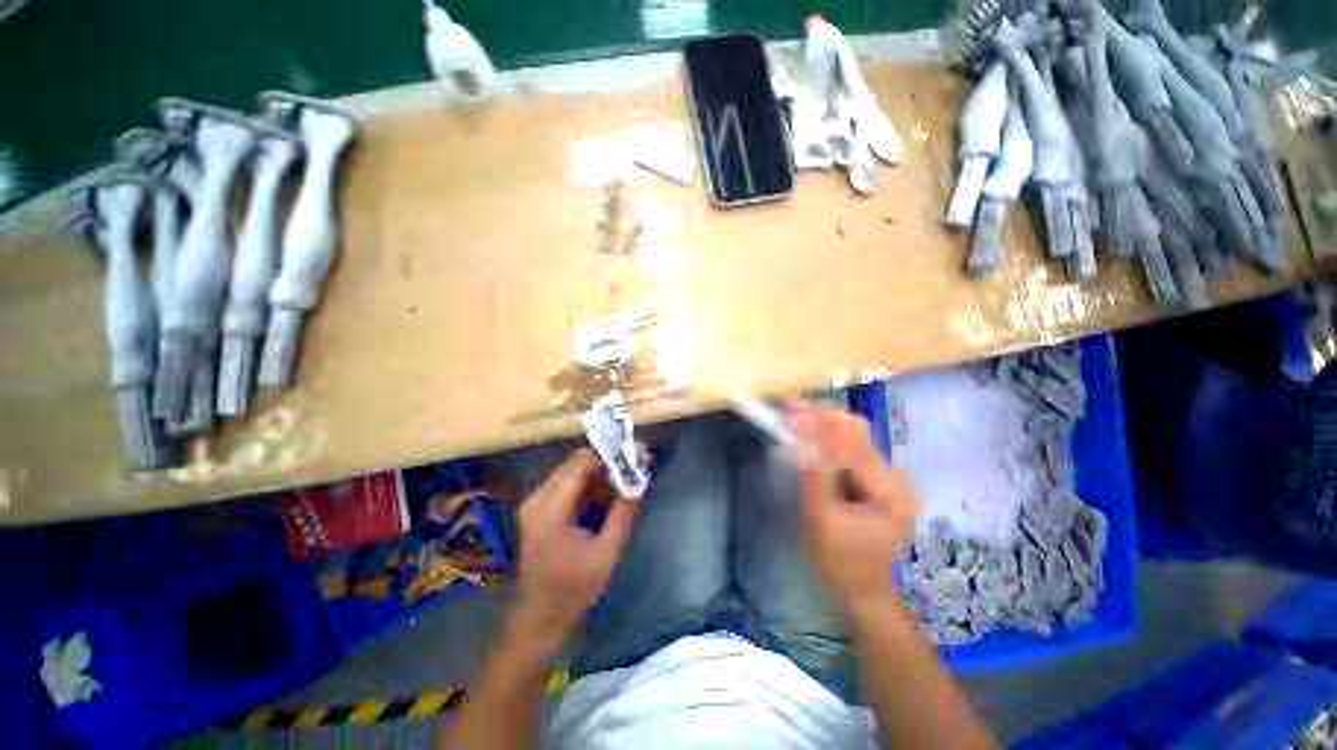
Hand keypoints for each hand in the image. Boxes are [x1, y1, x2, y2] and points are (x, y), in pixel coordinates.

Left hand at [512, 448, 642, 653]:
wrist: (540, 619)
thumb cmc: (574, 590)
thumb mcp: (607, 552)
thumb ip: (624, 511)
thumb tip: (641, 478)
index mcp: (549, 509)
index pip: (582, 465)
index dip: (611, 454)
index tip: (638, 452)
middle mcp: (538, 498)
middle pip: (577, 463)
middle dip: (609, 459)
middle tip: (638, 461)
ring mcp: (537, 503)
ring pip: (575, 471)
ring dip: (603, 470)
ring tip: (631, 473)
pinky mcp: (541, 509)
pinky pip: (570, 485)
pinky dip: (593, 483)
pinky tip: (613, 489)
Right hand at [787, 401, 919, 614]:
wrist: (866, 593)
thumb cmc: (840, 562)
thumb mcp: (820, 518)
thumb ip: (814, 473)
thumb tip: (802, 433)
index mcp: (887, 490)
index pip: (852, 438)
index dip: (819, 419)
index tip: (790, 407)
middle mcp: (896, 477)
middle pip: (857, 432)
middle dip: (821, 417)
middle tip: (789, 411)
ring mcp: (892, 479)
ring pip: (855, 438)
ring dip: (825, 427)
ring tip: (796, 423)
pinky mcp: (883, 482)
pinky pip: (854, 451)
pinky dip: (831, 442)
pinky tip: (812, 444)